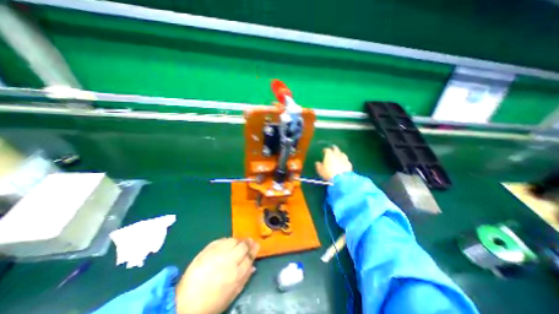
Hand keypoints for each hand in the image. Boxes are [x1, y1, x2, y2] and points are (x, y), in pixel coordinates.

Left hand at [175, 238, 260, 312]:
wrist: (185, 303)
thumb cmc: (212, 302)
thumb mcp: (231, 295)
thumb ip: (244, 279)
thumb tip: (253, 267)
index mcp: (236, 274)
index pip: (249, 256)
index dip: (254, 249)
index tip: (256, 245)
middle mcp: (229, 261)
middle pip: (243, 245)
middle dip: (247, 242)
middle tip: (249, 241)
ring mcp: (218, 254)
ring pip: (233, 240)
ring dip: (237, 241)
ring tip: (237, 243)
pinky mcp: (208, 250)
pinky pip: (221, 240)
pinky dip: (226, 240)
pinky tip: (226, 244)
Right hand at [317, 144, 350, 179]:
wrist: (341, 179)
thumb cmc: (328, 173)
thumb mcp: (320, 170)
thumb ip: (318, 165)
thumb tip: (317, 163)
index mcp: (329, 155)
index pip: (327, 150)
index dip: (325, 150)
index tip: (324, 150)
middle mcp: (337, 155)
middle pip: (336, 149)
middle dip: (334, 148)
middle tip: (333, 147)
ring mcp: (344, 159)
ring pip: (342, 154)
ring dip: (340, 153)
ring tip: (339, 154)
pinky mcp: (349, 164)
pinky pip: (346, 160)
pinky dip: (344, 160)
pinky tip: (344, 162)